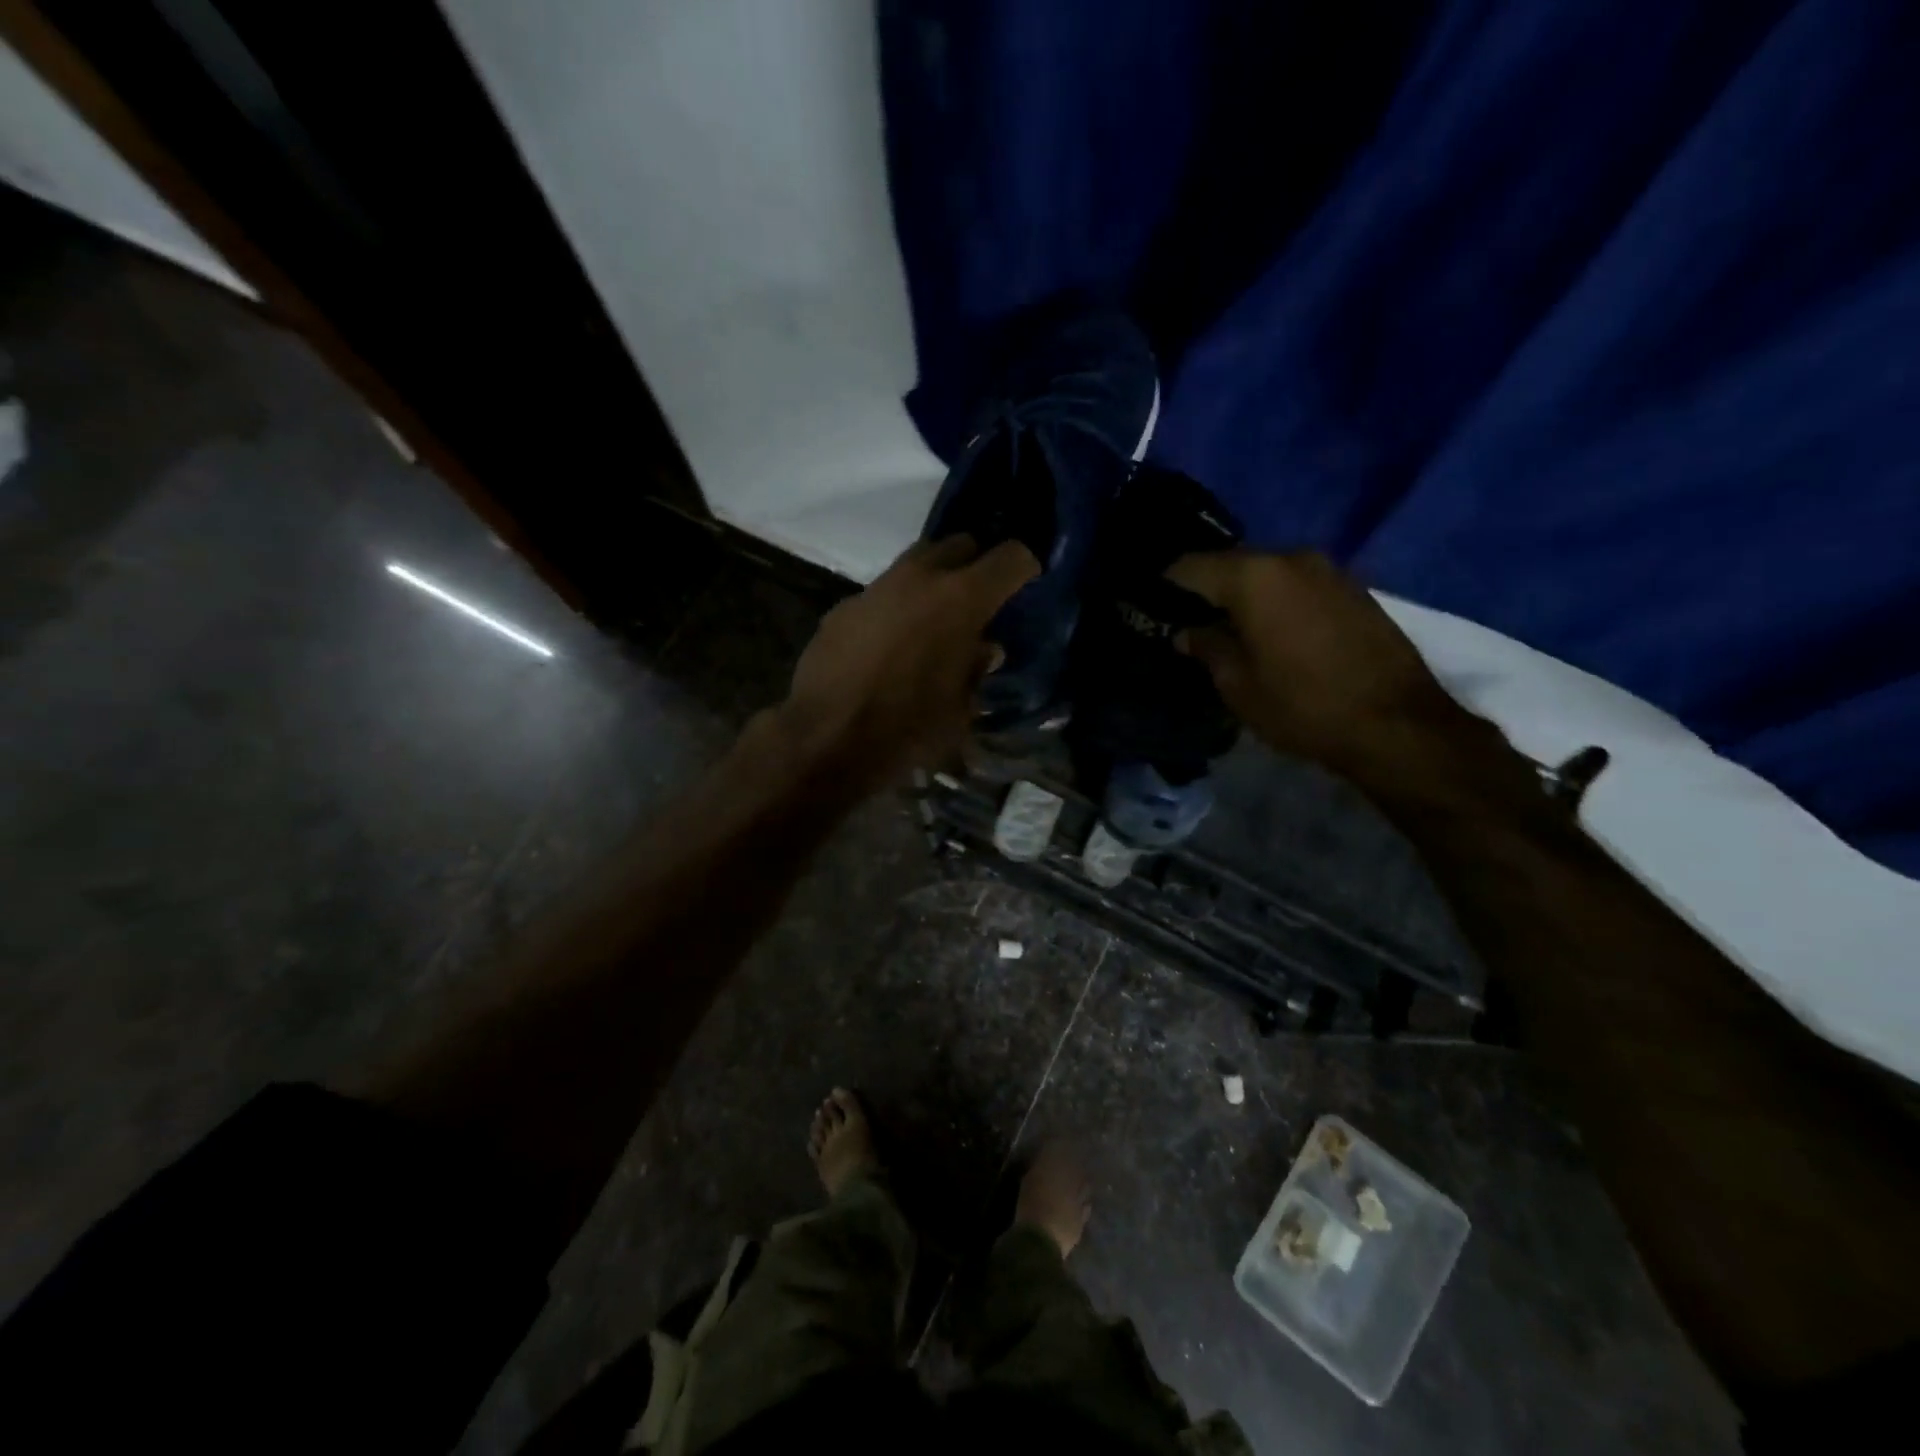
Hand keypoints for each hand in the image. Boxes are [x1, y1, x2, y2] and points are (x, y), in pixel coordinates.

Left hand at [781, 535, 1038, 789]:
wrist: (827, 738)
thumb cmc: (909, 728)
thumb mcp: (960, 708)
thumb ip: (975, 669)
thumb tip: (983, 649)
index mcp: (962, 599)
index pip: (1011, 557)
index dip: (1024, 567)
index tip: (1026, 583)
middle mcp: (920, 578)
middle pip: (959, 544)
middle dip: (974, 564)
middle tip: (978, 598)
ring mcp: (877, 588)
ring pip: (915, 564)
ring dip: (932, 583)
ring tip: (933, 620)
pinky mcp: (844, 606)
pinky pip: (882, 595)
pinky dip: (896, 609)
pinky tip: (890, 644)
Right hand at [1166, 549, 1492, 800]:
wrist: (1397, 724)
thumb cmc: (1304, 705)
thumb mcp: (1238, 685)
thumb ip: (1207, 648)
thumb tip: (1188, 632)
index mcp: (1254, 577)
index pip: (1190, 566)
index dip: (1164, 585)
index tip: (1149, 605)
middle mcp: (1291, 559)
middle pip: (1231, 564)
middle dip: (1206, 589)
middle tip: (1187, 620)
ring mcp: (1328, 570)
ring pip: (1267, 574)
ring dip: (1244, 596)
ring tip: (1229, 628)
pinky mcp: (1354, 589)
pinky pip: (1298, 585)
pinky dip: (1277, 601)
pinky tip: (1272, 631)